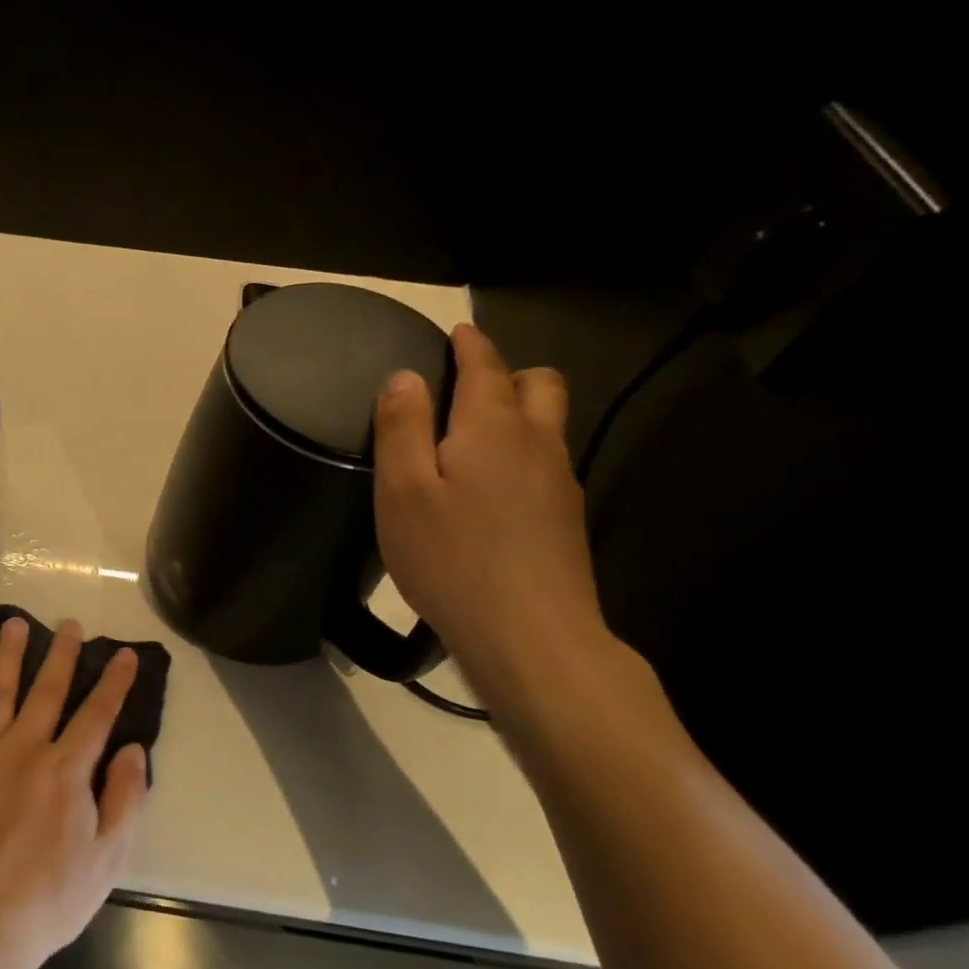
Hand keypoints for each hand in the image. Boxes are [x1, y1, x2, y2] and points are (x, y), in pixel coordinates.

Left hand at [0, 617, 148, 968]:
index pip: (96, 713)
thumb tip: (133, 748)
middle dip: (60, 654)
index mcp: (66, 769)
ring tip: (12, 624)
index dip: (113, 681)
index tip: (123, 653)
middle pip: (46, 690)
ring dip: (5, 657)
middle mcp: (23, 748)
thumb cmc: (48, 899)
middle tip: (68, 623)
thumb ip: (126, 799)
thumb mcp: (107, 859)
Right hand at [373, 323, 608, 703]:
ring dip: (517, 411)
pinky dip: (521, 452)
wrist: (532, 637)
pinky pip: (547, 462)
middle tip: (464, 388)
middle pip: (538, 384)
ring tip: (472, 436)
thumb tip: (405, 377)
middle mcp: (537, 442)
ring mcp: (560, 482)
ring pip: (548, 424)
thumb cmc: (452, 558)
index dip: (469, 343)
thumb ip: (402, 427)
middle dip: (506, 372)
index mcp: (492, 427)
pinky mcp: (566, 520)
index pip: (485, 365)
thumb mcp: (403, 491)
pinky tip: (491, 488)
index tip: (455, 332)